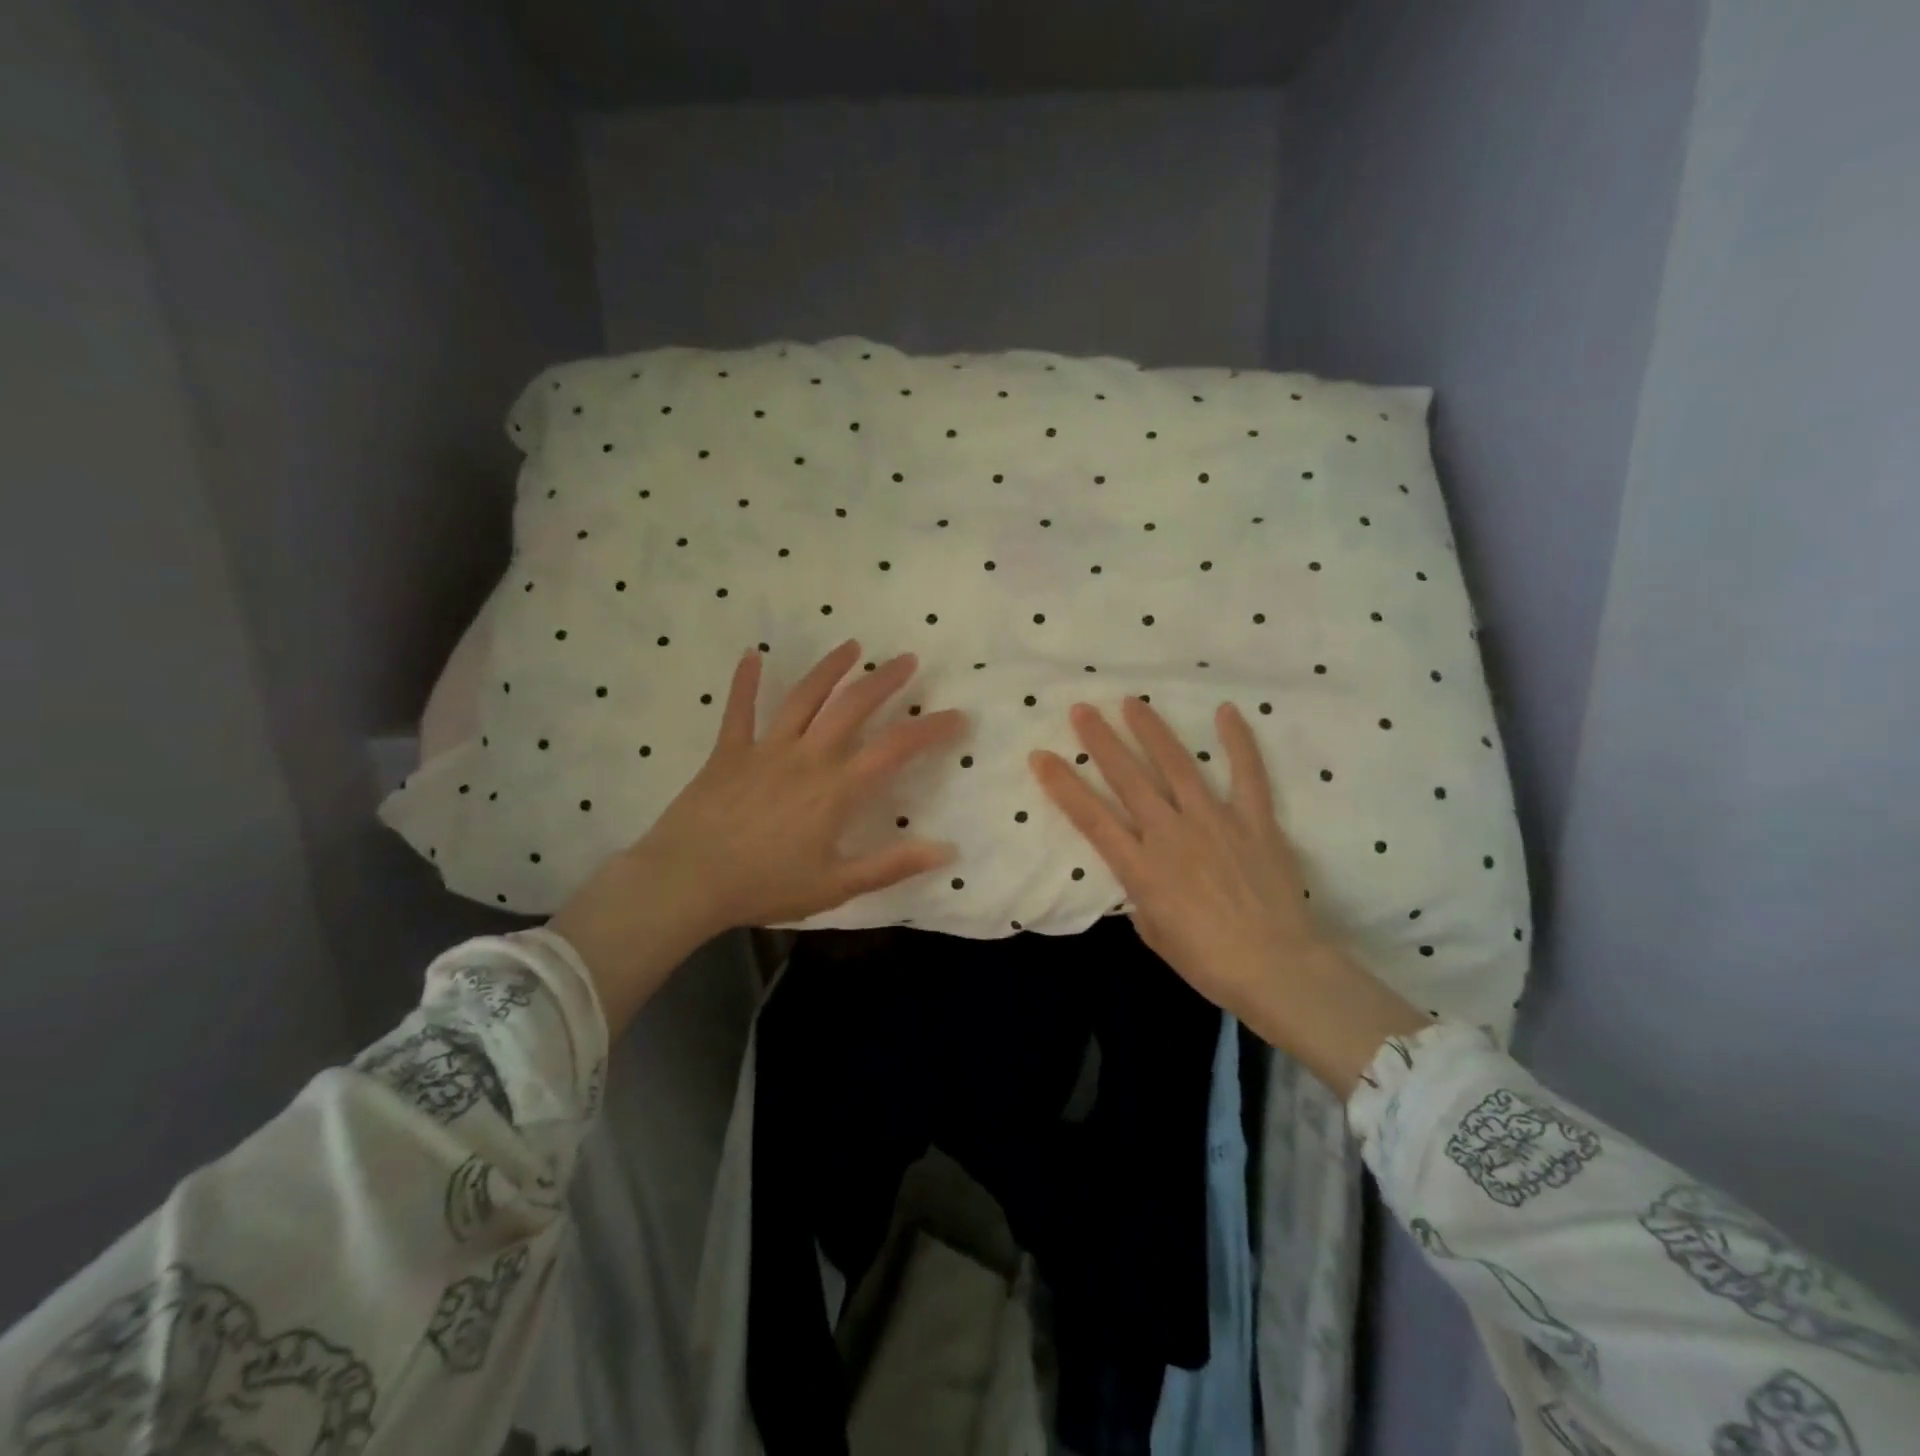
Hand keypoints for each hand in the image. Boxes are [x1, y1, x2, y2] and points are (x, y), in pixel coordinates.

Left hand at [553, 641, 965, 1033]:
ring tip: (853, 646)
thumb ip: (893, 865)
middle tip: (908, 660)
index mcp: (836, 789)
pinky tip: (752, 655)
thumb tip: (947, 851)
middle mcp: (807, 756)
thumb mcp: (837, 886)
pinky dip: (746, 681)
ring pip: (803, 697)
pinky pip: (739, 710)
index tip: (957, 716)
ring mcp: (765, 749)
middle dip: (884, 680)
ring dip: (830, 668)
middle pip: (852, 706)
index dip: (930, 729)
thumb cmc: (765, 887)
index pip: (895, 748)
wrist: (687, 882)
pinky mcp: (728, 751)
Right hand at [1029, 697, 1427, 1095]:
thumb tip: (1141, 871)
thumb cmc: (1208, 962)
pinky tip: (1226, 711)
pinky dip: (1237, 742)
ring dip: (1151, 731)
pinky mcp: (1255, 821)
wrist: (1276, 969)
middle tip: (1082, 710)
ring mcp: (1214, 822)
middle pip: (1128, 779)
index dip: (1062, 785)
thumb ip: (1141, 894)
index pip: (1091, 818)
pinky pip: (1247, 774)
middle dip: (1101, 741)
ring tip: (1132, 703)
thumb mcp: (1154, 933)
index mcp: (1141, 868)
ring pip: (1176, 766)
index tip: (1041, 756)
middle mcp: (1171, 835)